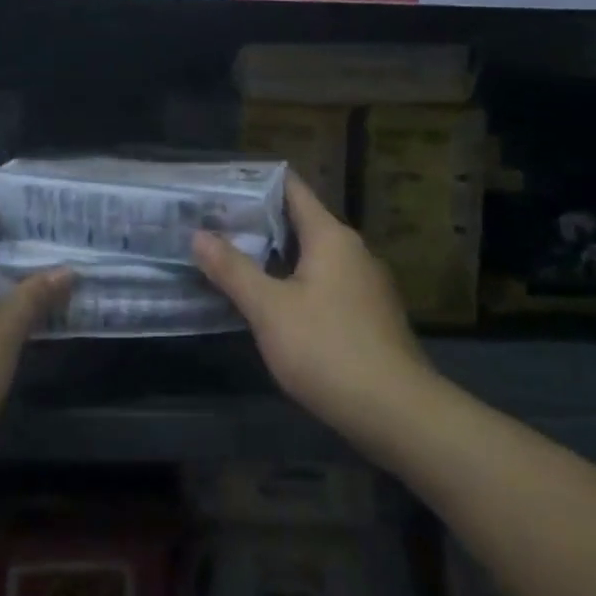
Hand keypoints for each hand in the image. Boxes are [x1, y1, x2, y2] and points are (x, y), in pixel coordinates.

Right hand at [193, 176, 431, 443]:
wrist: (396, 412)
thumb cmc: (327, 349)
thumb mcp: (269, 309)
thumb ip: (233, 269)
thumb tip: (199, 235)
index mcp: (331, 237)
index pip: (293, 190)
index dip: (258, 182)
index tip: (222, 184)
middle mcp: (353, 251)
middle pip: (301, 223)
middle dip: (259, 223)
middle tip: (214, 224)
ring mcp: (365, 285)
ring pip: (312, 257)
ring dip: (276, 256)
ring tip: (233, 259)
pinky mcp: (368, 316)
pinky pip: (324, 284)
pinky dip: (295, 282)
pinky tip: (270, 302)